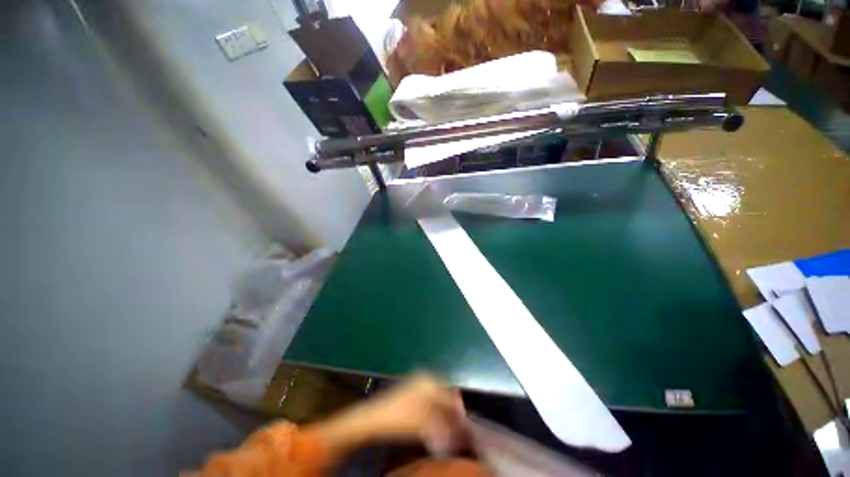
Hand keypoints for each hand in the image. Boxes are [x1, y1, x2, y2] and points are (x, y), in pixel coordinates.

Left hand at [358, 374, 465, 441]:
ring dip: (442, 408)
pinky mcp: (410, 388)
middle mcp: (425, 377)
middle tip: (454, 423)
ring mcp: (417, 381)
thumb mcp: (426, 424)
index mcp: (430, 381)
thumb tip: (458, 430)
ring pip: (436, 394)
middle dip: (450, 408)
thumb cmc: (402, 418)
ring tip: (445, 423)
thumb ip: (445, 425)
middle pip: (444, 393)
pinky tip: (433, 417)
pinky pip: (428, 395)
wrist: (376, 417)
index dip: (458, 411)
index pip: (450, 396)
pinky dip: (433, 406)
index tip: (463, 423)